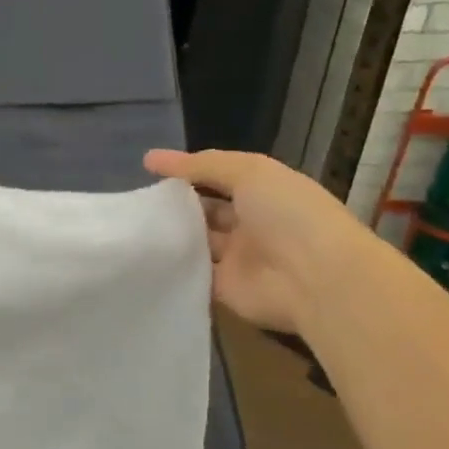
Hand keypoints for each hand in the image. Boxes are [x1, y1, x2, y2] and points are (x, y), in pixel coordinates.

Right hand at [145, 148, 368, 334]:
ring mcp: (237, 259)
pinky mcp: (224, 290)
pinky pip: (193, 274)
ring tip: (132, 223)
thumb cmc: (288, 214)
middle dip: (176, 204)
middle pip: (205, 211)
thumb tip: (150, 159)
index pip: (219, 178)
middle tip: (137, 199)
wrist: (316, 280)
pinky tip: (142, 255)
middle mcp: (251, 224)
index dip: (187, 172)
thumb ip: (201, 165)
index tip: (148, 170)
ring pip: (196, 242)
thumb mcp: (248, 172)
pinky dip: (172, 266)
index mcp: (263, 192)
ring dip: (172, 234)